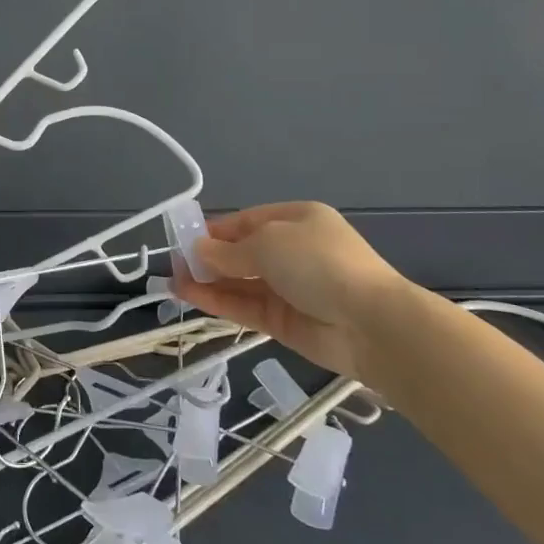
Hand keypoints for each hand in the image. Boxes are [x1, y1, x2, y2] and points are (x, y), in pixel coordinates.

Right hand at [171, 201, 412, 382]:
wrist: (371, 324)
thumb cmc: (318, 263)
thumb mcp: (267, 243)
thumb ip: (227, 251)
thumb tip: (196, 252)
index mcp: (296, 220)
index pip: (247, 221)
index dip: (215, 230)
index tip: (184, 239)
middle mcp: (292, 251)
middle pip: (241, 253)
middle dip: (208, 258)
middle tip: (173, 265)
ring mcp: (289, 289)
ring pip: (240, 282)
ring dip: (207, 280)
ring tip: (172, 282)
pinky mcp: (284, 322)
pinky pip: (245, 307)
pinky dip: (217, 301)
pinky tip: (190, 296)